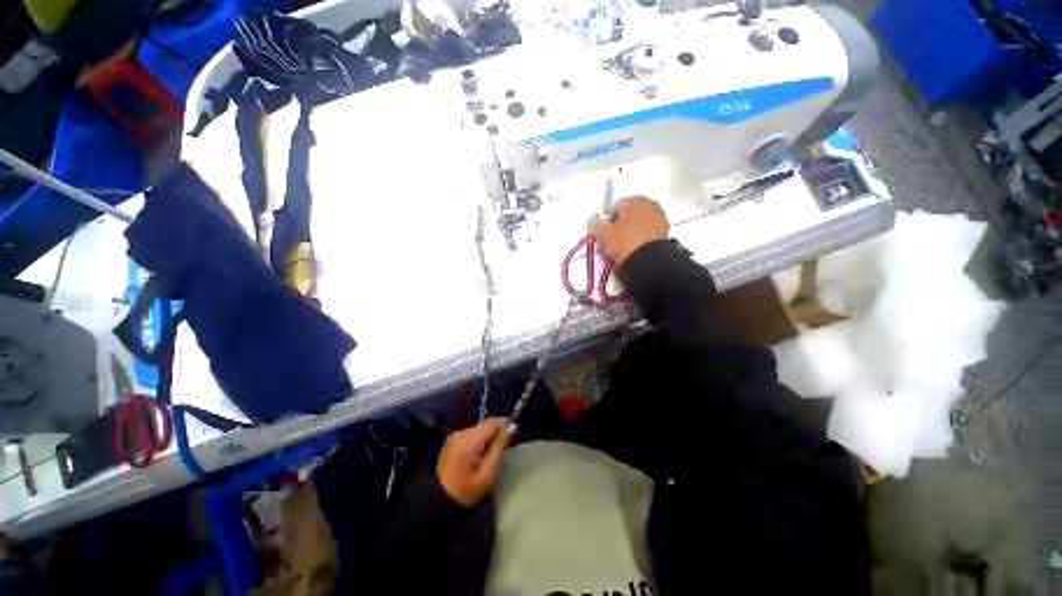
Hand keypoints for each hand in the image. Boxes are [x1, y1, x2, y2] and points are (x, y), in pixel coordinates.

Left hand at [437, 418, 515, 505]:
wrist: (437, 501)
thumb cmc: (466, 491)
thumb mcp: (487, 473)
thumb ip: (499, 447)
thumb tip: (512, 426)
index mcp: (469, 441)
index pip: (492, 422)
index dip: (505, 424)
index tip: (514, 433)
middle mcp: (461, 433)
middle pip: (485, 425)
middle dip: (496, 433)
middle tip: (503, 449)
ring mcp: (455, 436)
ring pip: (478, 429)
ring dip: (487, 437)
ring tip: (490, 454)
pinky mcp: (452, 440)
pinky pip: (471, 434)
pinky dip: (478, 440)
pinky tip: (478, 455)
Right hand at [588, 197, 669, 264]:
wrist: (649, 261)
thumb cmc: (625, 242)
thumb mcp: (604, 234)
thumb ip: (595, 225)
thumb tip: (593, 222)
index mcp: (635, 201)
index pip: (616, 206)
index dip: (608, 219)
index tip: (605, 232)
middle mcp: (650, 205)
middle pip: (629, 214)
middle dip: (621, 225)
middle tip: (613, 240)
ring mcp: (660, 219)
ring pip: (639, 224)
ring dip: (631, 232)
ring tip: (623, 247)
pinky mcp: (666, 233)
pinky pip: (648, 233)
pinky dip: (641, 239)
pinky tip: (635, 249)